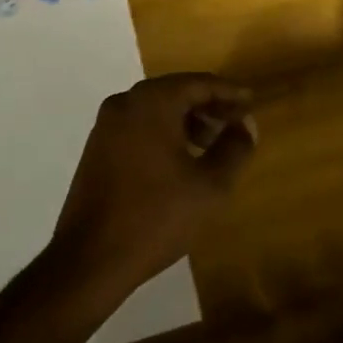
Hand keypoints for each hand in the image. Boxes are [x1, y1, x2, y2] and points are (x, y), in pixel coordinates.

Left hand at [52, 73, 257, 295]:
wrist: (90, 259)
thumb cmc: (156, 216)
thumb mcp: (210, 185)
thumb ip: (235, 148)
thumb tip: (245, 125)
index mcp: (152, 102)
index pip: (199, 83)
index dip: (229, 92)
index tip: (252, 103)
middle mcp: (125, 103)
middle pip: (176, 92)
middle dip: (208, 106)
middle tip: (235, 124)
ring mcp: (106, 125)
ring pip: (156, 109)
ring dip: (186, 120)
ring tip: (211, 146)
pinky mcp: (96, 148)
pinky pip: (139, 126)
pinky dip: (163, 132)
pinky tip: (180, 159)